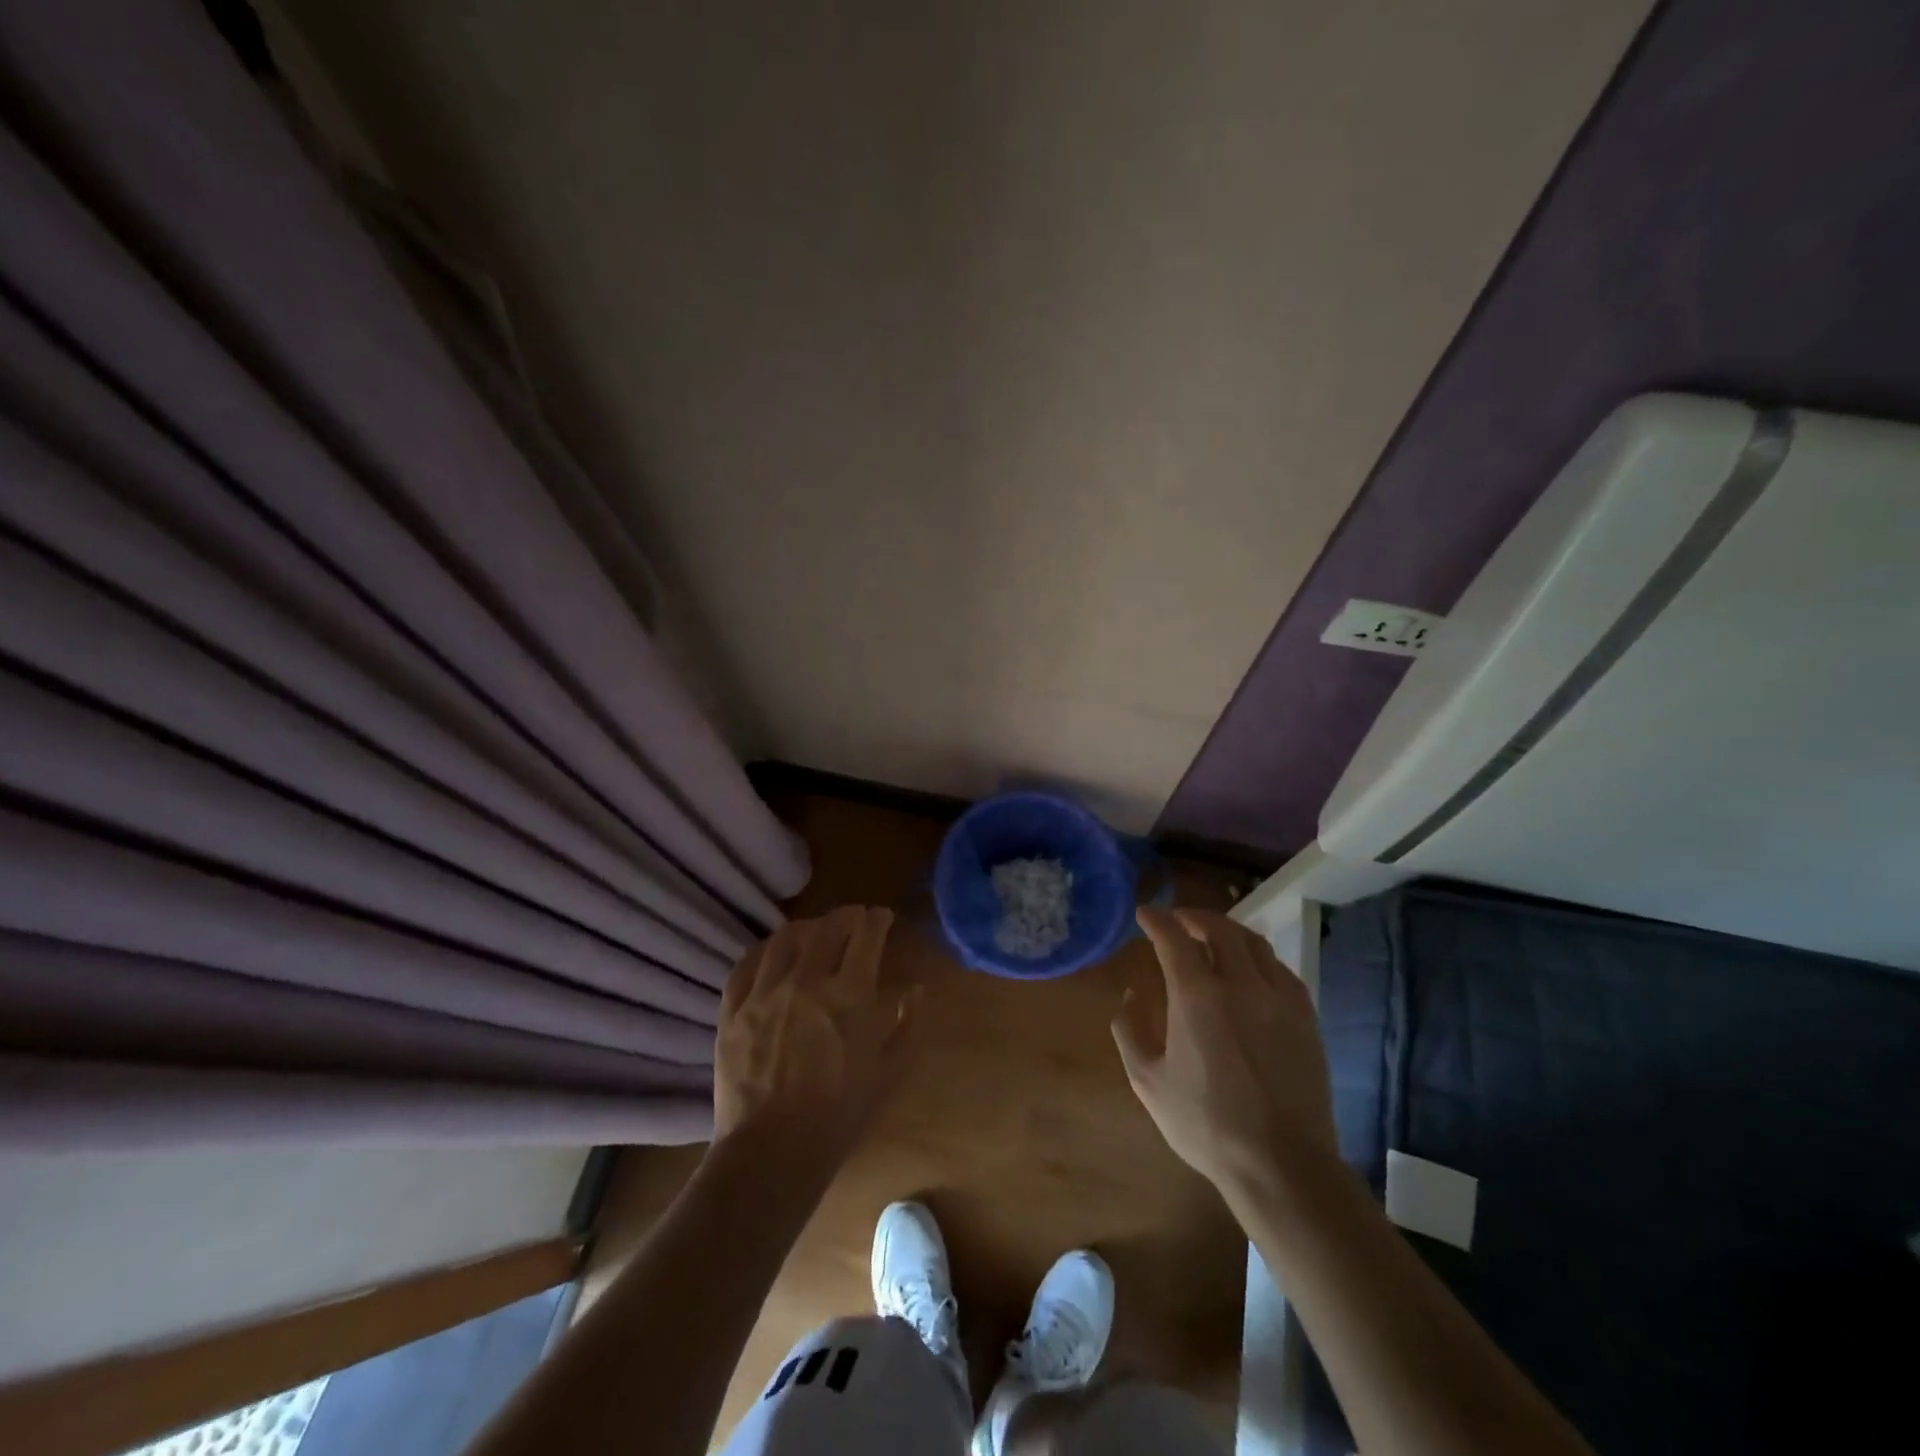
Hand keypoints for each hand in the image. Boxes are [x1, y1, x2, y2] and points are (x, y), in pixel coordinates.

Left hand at [713, 906, 918, 1177]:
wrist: (772, 1152)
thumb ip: (909, 1027)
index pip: (866, 935)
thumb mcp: (889, 1074)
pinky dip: (765, 950)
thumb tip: (916, 991)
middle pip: (827, 927)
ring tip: (815, 931)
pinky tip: (773, 953)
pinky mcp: (732, 1010)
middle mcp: (807, 981)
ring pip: (785, 938)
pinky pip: (746, 964)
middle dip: (846, 915)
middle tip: (854, 918)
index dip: (877, 919)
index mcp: (850, 995)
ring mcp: (764, 993)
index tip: (882, 917)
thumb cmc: (839, 1116)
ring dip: (807, 927)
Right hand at [1114, 907, 1338, 1200]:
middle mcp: (1240, 984)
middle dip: (1192, 916)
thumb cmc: (1205, 1124)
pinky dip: (1257, 957)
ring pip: (1253, 942)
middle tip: (1176, 920)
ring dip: (1227, 931)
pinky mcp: (1305, 1017)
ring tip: (1211, 937)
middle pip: (1219, 928)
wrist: (1281, 1164)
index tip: (1144, 914)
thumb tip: (1131, 993)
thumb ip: (1129, 1029)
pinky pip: (1280, 968)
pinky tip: (1249, 970)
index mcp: (1197, 996)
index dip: (1156, 919)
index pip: (1173, 937)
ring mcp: (1279, 998)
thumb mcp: (1147, 1081)